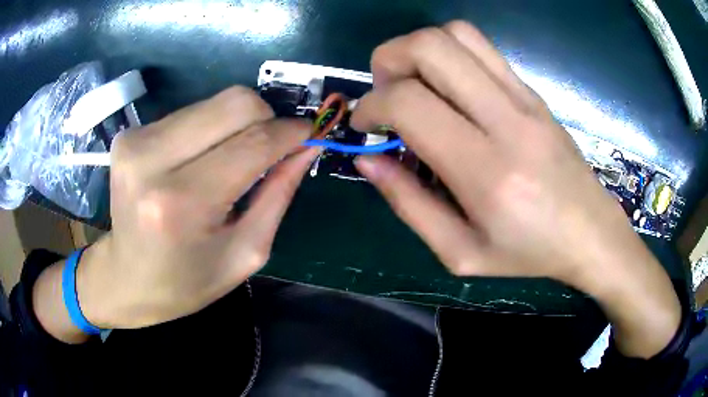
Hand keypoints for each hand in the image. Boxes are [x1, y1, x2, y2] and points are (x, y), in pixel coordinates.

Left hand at [35, 87, 318, 336]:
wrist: (126, 278)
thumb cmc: (186, 281)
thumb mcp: (244, 253)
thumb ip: (278, 194)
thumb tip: (307, 147)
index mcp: (182, 203)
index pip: (253, 142)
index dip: (291, 132)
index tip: (311, 133)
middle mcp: (152, 160)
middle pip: (234, 103)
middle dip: (266, 118)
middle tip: (272, 147)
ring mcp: (135, 141)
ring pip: (213, 102)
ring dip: (237, 125)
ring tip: (232, 160)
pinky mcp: (130, 134)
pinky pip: (190, 112)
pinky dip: (209, 129)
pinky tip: (201, 159)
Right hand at [351, 21, 679, 357]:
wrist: (590, 232)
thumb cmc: (528, 252)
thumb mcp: (459, 252)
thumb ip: (408, 205)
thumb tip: (368, 159)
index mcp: (486, 171)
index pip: (409, 103)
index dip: (371, 106)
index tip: (365, 125)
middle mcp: (507, 119)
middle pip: (430, 47)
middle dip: (387, 60)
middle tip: (385, 94)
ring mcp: (524, 97)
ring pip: (456, 34)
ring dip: (418, 49)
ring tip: (413, 84)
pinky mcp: (532, 90)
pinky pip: (481, 47)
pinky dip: (449, 53)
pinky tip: (448, 87)